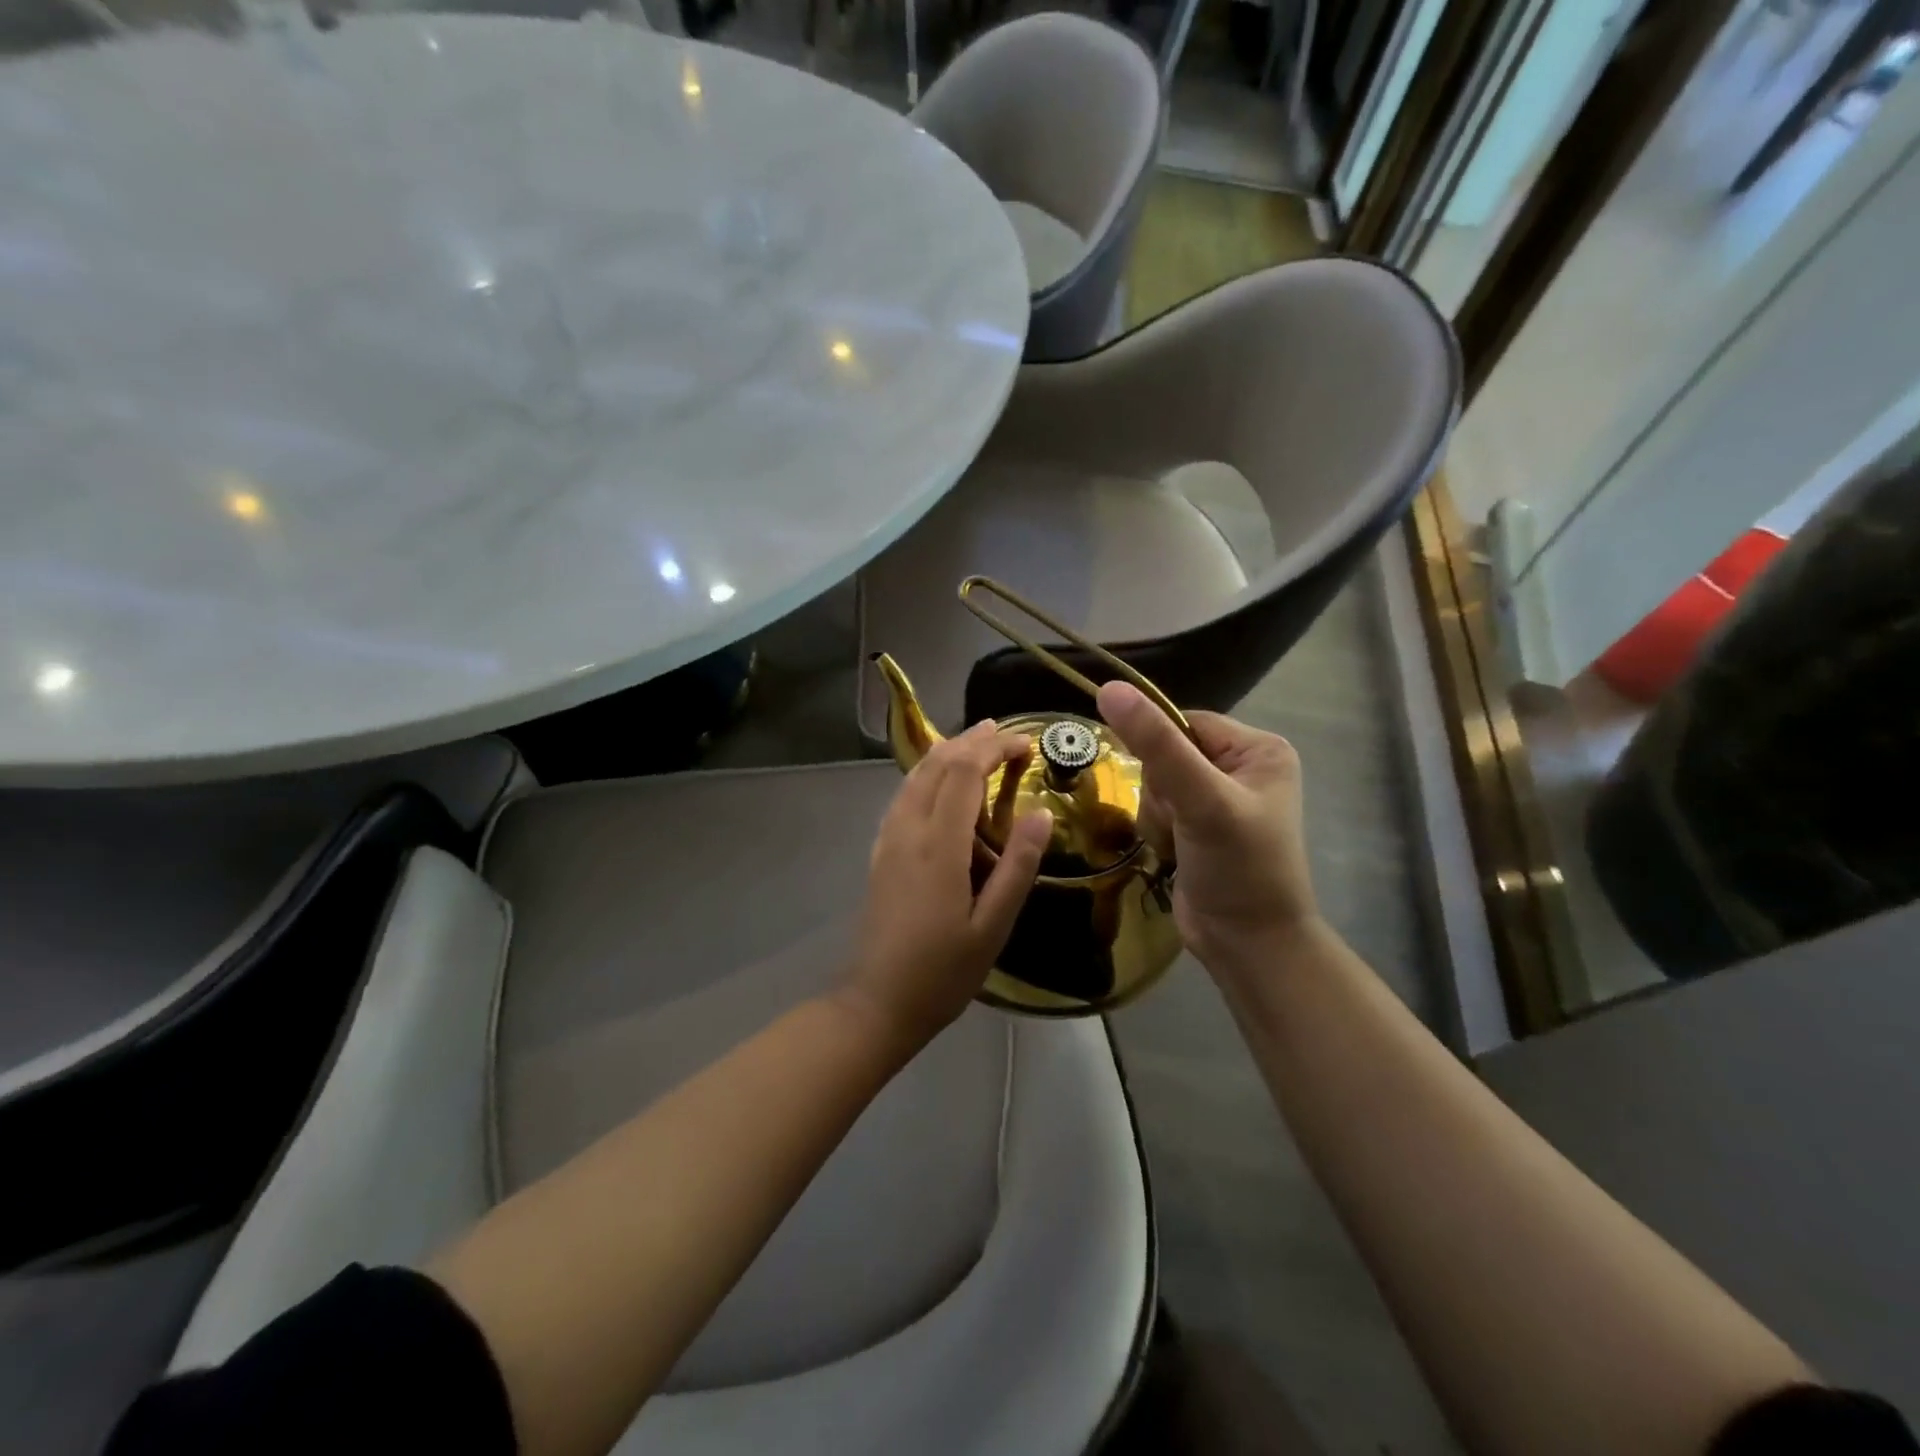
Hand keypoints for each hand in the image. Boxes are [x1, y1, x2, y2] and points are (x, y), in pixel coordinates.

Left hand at [839, 721, 1052, 1049]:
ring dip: (946, 752)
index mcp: (938, 845)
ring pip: (915, 776)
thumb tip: (1040, 813)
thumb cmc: (944, 970)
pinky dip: (926, 774)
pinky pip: (904, 796)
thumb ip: (1018, 866)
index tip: (1026, 743)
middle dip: (971, 741)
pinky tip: (939, 782)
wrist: (879, 1001)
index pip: (964, 773)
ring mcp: (888, 839)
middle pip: (937, 765)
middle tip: (1005, 732)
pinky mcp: (881, 851)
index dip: (994, 749)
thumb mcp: (994, 926)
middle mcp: (908, 830)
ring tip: (975, 741)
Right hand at [1097, 681, 1316, 970]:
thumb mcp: (1201, 800)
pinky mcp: (1197, 827)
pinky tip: (1173, 853)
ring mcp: (1217, 799)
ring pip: (1155, 783)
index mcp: (1258, 749)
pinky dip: (1156, 831)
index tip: (1165, 787)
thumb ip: (1156, 745)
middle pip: (1166, 754)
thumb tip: (1108, 688)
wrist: (1247, 944)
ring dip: (1156, 815)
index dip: (1161, 749)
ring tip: (1178, 844)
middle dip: (1162, 791)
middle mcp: (1240, 768)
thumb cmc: (1238, 867)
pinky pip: (1156, 809)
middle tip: (1182, 823)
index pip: (1185, 722)